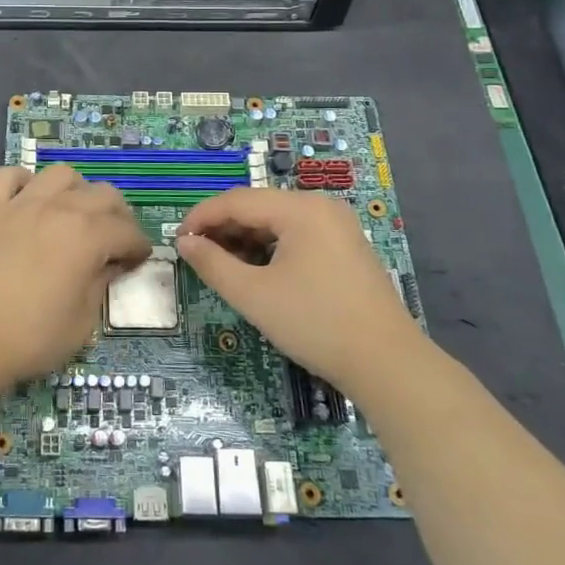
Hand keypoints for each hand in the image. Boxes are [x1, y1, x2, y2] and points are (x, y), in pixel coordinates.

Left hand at [0, 165, 151, 392]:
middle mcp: (58, 208)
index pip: (127, 230)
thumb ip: (99, 286)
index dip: (138, 246)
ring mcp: (19, 203)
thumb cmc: (28, 338)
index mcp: (87, 236)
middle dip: (116, 216)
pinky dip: (24, 182)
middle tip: (112, 241)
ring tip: (73, 215)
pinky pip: (9, 176)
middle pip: (102, 194)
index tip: (137, 261)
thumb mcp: (81, 323)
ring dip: (76, 191)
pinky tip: (27, 201)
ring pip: (60, 174)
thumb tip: (107, 266)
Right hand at [177, 189, 420, 395]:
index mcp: (300, 208)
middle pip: (258, 207)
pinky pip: (297, 235)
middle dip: (223, 228)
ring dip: (245, 239)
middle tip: (196, 256)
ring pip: (277, 222)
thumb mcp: (254, 295)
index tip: (177, 241)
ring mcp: (338, 226)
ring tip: (222, 266)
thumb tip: (184, 243)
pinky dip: (271, 248)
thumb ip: (213, 264)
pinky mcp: (346, 248)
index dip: (201, 217)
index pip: (237, 200)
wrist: (387, 364)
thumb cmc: (315, 323)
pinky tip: (257, 271)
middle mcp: (321, 207)